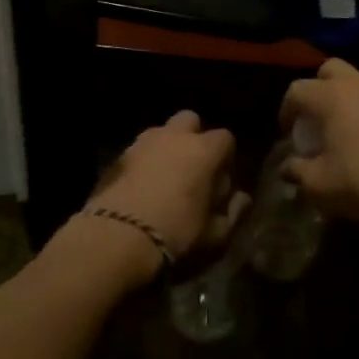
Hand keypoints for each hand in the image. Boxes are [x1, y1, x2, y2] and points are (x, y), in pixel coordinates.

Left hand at [83, 111, 246, 278]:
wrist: (117, 237)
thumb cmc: (176, 234)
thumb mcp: (215, 235)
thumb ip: (233, 212)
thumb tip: (241, 198)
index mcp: (203, 151)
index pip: (225, 138)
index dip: (225, 157)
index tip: (221, 180)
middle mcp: (174, 137)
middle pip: (190, 120)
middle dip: (194, 137)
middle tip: (192, 168)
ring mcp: (143, 142)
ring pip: (161, 132)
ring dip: (167, 147)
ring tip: (165, 177)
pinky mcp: (118, 156)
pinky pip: (138, 149)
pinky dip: (144, 161)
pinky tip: (141, 186)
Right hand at [279, 59, 358, 229]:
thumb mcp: (318, 184)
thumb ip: (297, 171)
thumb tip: (287, 167)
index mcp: (331, 96)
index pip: (297, 90)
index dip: (286, 110)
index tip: (286, 132)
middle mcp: (358, 87)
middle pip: (330, 69)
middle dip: (317, 87)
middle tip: (314, 116)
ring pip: (358, 85)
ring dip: (345, 101)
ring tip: (341, 132)